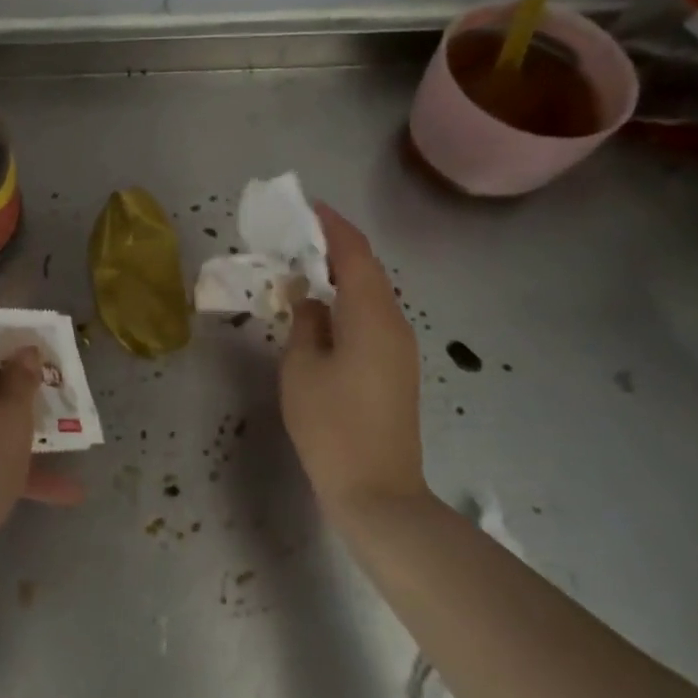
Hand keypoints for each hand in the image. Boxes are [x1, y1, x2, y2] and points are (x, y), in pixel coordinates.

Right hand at [280, 203, 428, 519]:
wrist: (376, 490)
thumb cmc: (331, 425)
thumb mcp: (302, 367)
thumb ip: (305, 322)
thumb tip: (309, 297)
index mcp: (371, 316)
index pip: (355, 254)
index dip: (333, 226)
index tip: (308, 207)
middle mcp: (394, 324)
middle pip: (368, 271)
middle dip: (336, 247)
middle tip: (297, 236)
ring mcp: (400, 349)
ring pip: (371, 295)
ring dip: (342, 275)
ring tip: (304, 266)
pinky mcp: (395, 369)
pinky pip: (372, 318)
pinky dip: (348, 301)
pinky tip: (322, 309)